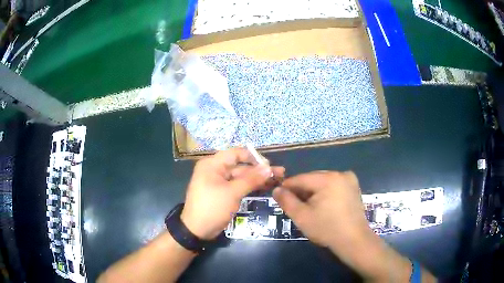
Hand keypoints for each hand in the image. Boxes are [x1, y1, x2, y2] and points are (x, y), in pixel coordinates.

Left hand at [181, 148, 284, 239]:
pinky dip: (251, 186)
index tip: (270, 164)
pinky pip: (238, 186)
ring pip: (241, 177)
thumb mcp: (232, 193)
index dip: (254, 157)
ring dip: (258, 179)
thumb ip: (251, 179)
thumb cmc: (212, 207)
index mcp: (213, 164)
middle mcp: (215, 170)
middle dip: (260, 170)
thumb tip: (268, 167)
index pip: (236, 153)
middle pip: (241, 166)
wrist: (197, 230)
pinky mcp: (223, 193)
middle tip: (280, 173)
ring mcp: (219, 182)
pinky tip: (266, 187)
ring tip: (277, 180)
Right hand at [273, 171, 369, 248]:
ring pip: (323, 182)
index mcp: (327, 178)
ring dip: (313, 192)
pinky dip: (325, 192)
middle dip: (302, 190)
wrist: (354, 240)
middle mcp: (340, 174)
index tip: (279, 196)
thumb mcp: (302, 216)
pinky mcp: (354, 187)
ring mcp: (349, 180)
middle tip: (294, 205)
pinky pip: (334, 185)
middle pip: (312, 179)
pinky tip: (323, 205)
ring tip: (308, 207)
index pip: (300, 178)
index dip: (287, 187)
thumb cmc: (326, 228)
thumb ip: (286, 201)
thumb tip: (276, 189)